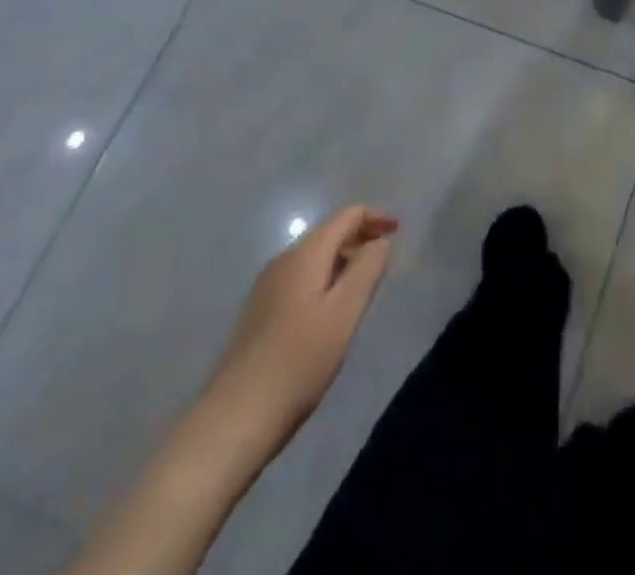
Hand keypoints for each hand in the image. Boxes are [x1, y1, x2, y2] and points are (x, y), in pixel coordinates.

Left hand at [198, 205, 397, 466]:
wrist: (235, 417)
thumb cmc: (299, 361)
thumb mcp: (345, 313)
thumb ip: (367, 269)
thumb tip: (380, 241)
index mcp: (305, 254)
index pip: (347, 216)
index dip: (375, 217)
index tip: (399, 231)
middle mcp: (283, 260)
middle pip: (329, 233)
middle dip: (360, 237)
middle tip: (386, 258)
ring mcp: (267, 286)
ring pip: (315, 257)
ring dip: (343, 259)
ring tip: (365, 283)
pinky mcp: (260, 311)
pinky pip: (301, 278)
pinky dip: (326, 278)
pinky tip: (332, 309)